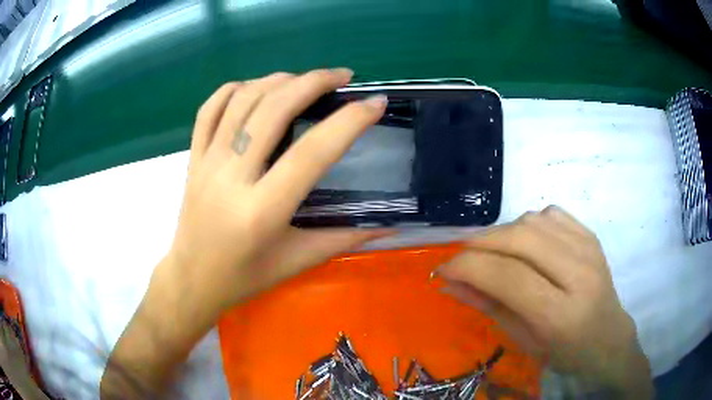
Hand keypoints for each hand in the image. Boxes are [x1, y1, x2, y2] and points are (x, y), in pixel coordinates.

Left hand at [167, 69, 390, 311]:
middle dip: (314, 82)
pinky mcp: (193, 159)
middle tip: (342, 77)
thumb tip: (387, 226)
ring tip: (304, 79)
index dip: (349, 122)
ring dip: (278, 79)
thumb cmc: (244, 277)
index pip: (312, 152)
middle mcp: (231, 178)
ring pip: (241, 100)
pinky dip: (234, 89)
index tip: (375, 104)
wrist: (192, 280)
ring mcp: (207, 163)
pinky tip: (255, 88)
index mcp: (262, 211)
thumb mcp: (297, 261)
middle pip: (273, 109)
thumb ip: (343, 238)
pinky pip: (209, 110)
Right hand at [437, 206, 651, 394]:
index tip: (443, 270)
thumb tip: (449, 283)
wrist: (607, 336)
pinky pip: (550, 213)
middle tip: (463, 259)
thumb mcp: (522, 340)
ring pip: (532, 220)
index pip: (507, 276)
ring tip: (495, 254)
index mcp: (560, 313)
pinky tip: (526, 244)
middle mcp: (579, 273)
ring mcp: (588, 248)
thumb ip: (488, 307)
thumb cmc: (564, 351)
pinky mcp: (591, 235)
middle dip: (480, 243)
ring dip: (502, 233)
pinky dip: (528, 224)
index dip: (468, 266)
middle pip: (520, 238)